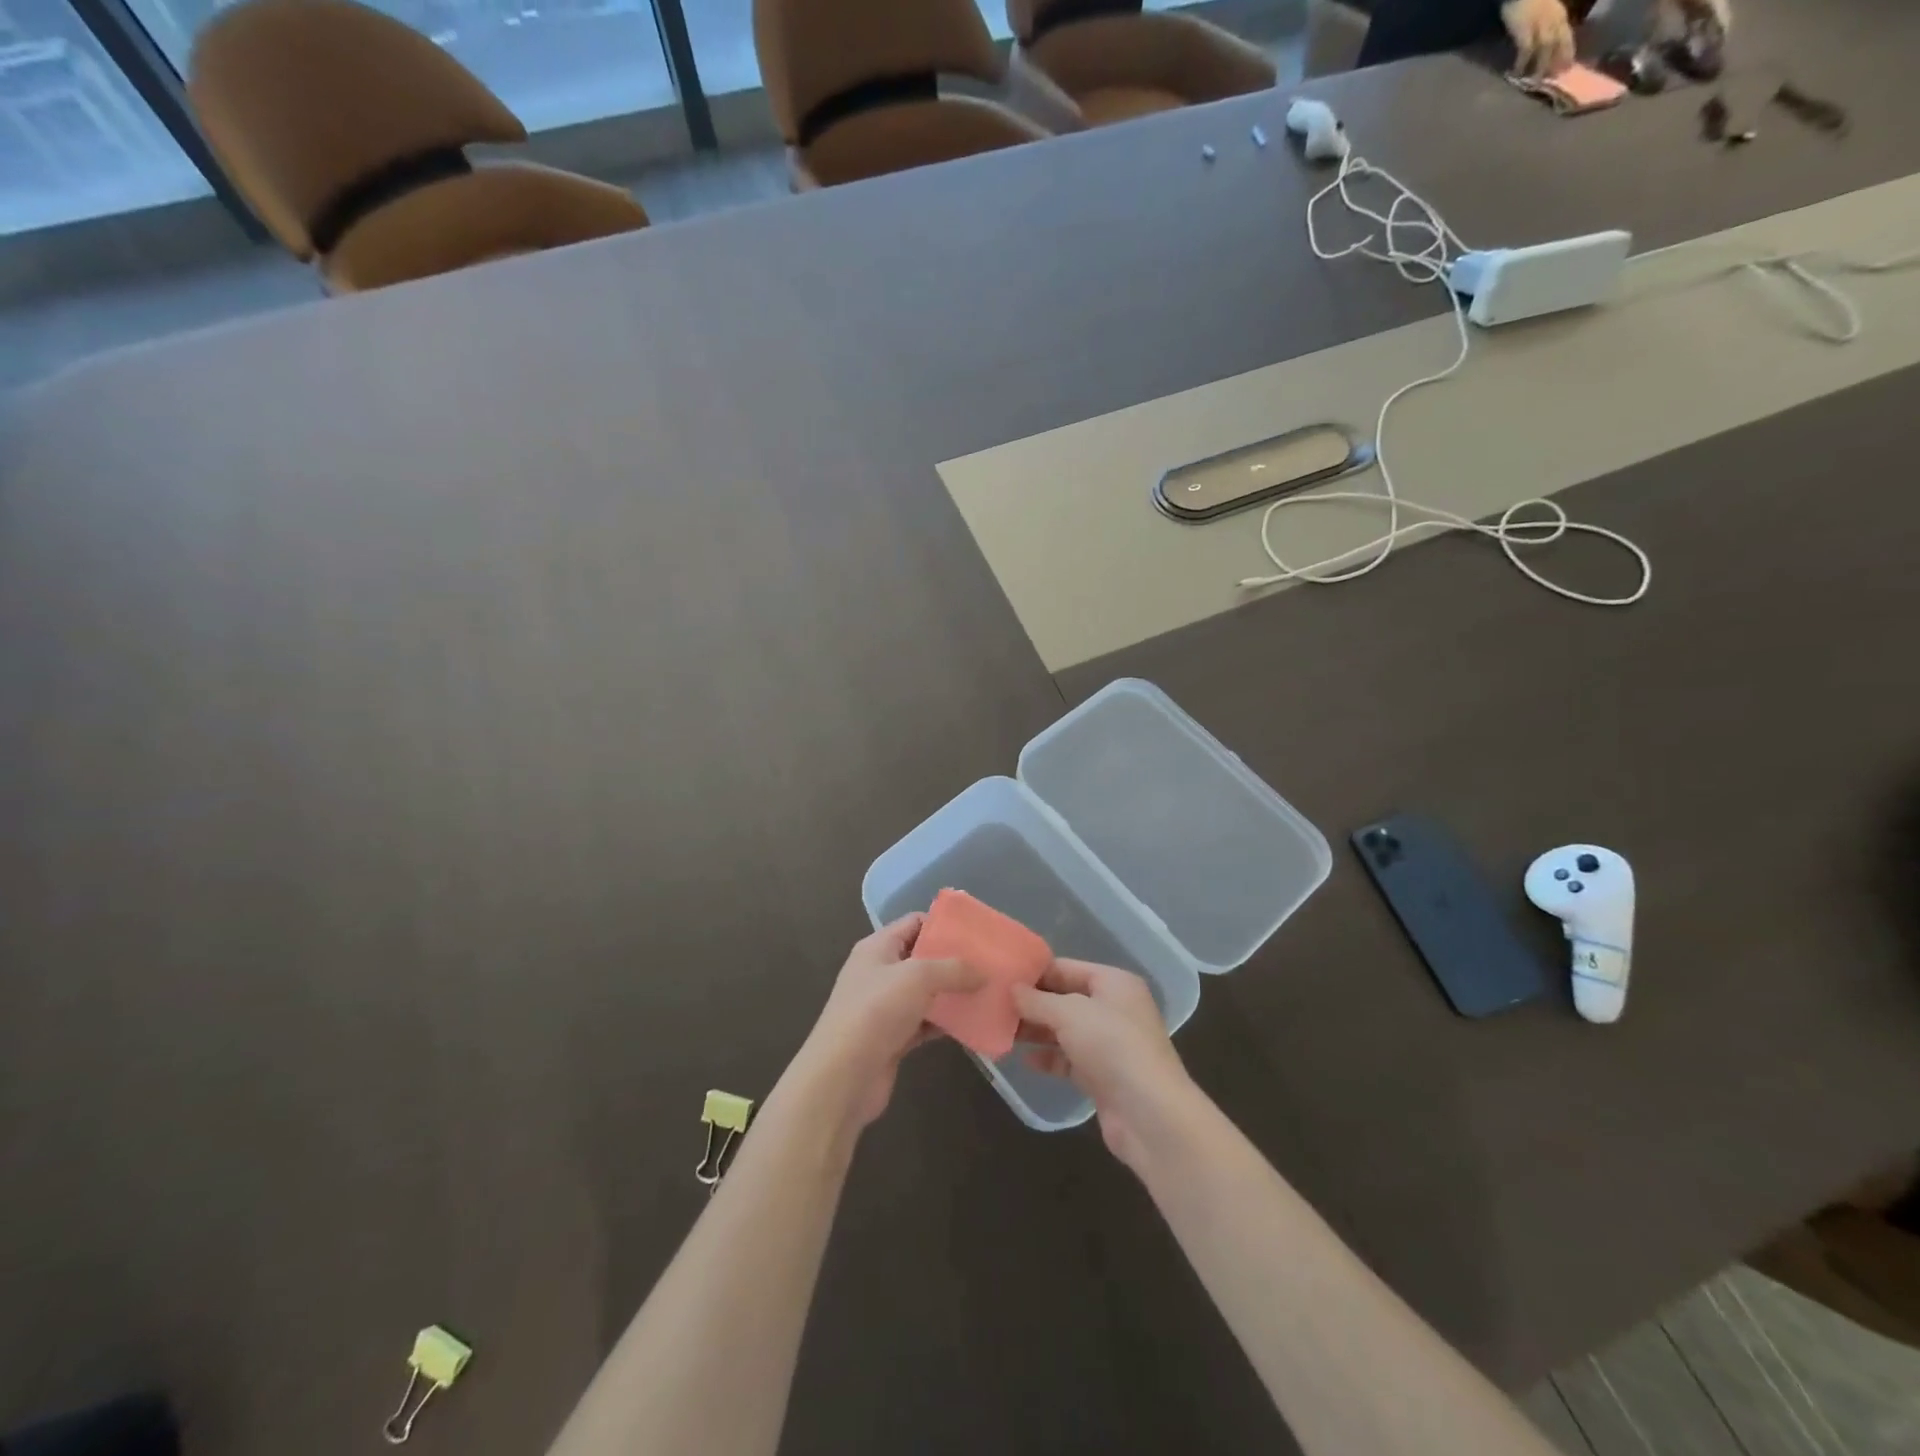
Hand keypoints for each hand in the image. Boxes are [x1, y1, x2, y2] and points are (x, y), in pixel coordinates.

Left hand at [797, 914, 981, 1132]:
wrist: (842, 1077)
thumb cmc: (876, 1012)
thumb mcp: (917, 977)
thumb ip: (953, 968)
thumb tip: (983, 972)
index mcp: (877, 948)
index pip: (914, 923)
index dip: (944, 924)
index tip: (978, 932)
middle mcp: (880, 973)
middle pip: (923, 958)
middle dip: (955, 960)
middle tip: (990, 963)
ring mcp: (886, 1007)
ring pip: (927, 992)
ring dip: (954, 993)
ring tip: (990, 990)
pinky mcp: (893, 1038)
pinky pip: (926, 1022)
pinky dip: (947, 1022)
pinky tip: (974, 1023)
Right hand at [1012, 959, 1196, 1173]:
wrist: (1150, 1115)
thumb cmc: (1112, 1047)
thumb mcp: (1069, 1014)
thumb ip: (1037, 1000)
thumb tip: (1012, 989)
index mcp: (1114, 983)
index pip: (1066, 968)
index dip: (1034, 972)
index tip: (1001, 977)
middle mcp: (1114, 1008)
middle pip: (1065, 999)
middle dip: (1032, 1004)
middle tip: (994, 1006)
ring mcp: (1110, 1044)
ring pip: (1065, 1030)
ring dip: (1036, 1031)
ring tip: (1001, 1031)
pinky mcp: (1104, 1076)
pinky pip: (1069, 1059)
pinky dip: (1049, 1058)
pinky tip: (1024, 1060)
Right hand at [1503, 0, 1573, 77]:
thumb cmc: (1530, 1)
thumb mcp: (1545, 10)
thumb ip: (1548, 23)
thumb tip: (1548, 43)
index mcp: (1559, 15)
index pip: (1566, 36)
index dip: (1568, 51)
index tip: (1567, 67)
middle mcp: (1553, 20)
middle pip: (1558, 43)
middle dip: (1557, 61)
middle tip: (1554, 79)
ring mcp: (1540, 25)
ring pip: (1545, 48)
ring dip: (1541, 66)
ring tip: (1535, 82)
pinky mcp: (1525, 30)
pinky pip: (1526, 50)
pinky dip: (1522, 63)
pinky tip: (1517, 74)